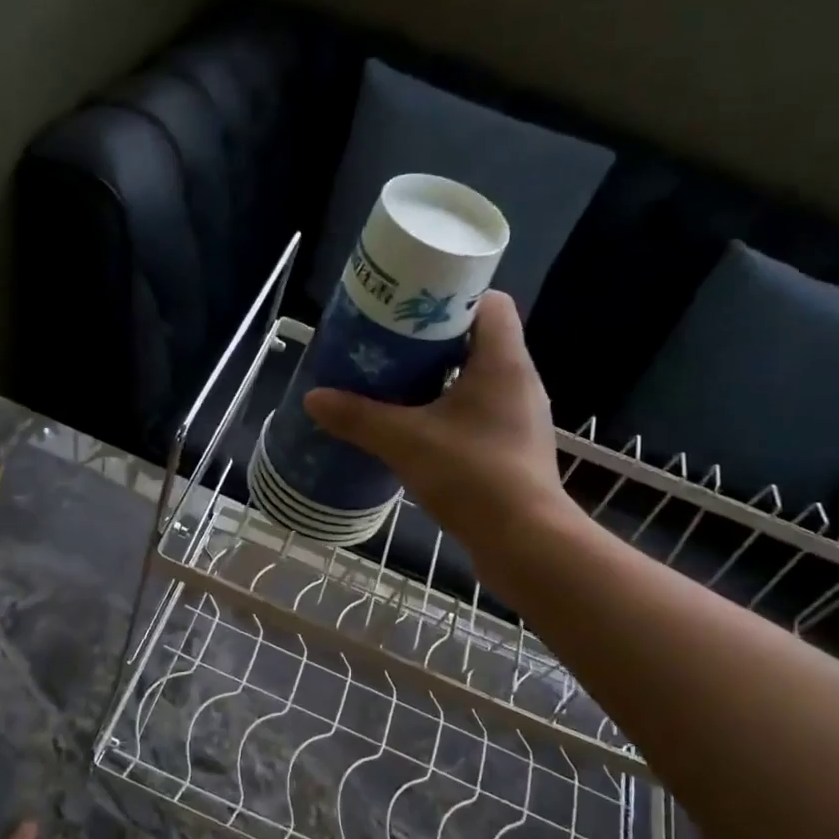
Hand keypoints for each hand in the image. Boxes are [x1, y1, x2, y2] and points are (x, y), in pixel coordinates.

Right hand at [304, 291, 572, 560]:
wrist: (524, 541)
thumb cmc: (472, 476)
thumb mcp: (405, 442)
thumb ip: (358, 418)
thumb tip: (313, 398)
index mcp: (503, 361)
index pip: (488, 302)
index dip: (449, 297)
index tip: (409, 309)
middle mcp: (519, 380)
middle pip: (477, 338)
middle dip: (433, 340)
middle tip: (389, 347)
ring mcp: (521, 416)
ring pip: (478, 378)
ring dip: (440, 378)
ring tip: (397, 386)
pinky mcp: (515, 447)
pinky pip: (480, 411)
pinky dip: (451, 411)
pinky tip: (419, 429)